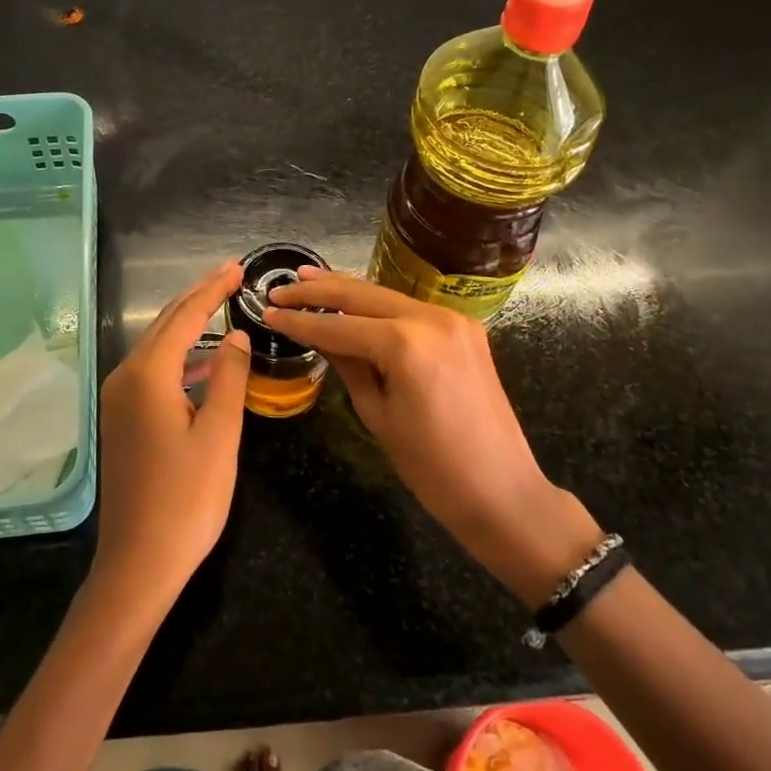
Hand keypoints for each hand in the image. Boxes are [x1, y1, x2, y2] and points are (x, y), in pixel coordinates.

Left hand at [92, 261, 251, 609]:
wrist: (138, 563)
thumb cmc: (186, 500)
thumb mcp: (219, 436)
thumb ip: (228, 377)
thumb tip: (234, 335)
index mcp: (148, 375)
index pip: (185, 316)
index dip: (213, 289)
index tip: (238, 267)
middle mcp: (125, 377)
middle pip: (166, 324)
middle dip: (198, 297)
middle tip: (231, 275)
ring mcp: (119, 400)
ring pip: (158, 347)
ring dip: (189, 326)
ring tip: (222, 308)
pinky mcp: (122, 420)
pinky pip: (153, 372)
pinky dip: (180, 359)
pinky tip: (203, 365)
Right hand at [265, 269, 600, 604]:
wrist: (502, 491)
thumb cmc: (432, 468)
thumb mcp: (377, 415)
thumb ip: (347, 365)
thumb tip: (319, 335)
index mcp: (405, 344)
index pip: (338, 325)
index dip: (300, 322)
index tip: (268, 313)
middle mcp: (430, 318)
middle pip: (361, 296)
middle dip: (318, 291)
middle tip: (281, 289)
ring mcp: (451, 319)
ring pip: (385, 295)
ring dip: (346, 290)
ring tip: (308, 279)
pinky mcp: (463, 328)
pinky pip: (409, 308)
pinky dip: (378, 304)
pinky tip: (353, 300)